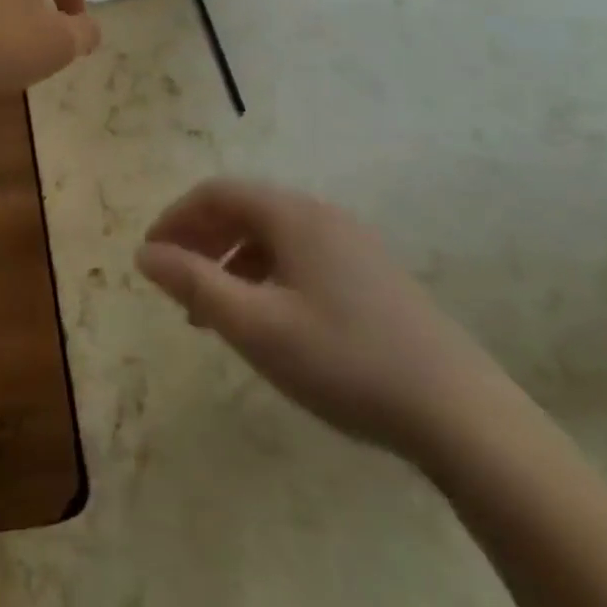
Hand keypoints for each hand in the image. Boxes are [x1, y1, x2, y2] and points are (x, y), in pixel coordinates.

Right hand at [136, 180, 513, 460]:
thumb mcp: (255, 326)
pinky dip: (265, 275)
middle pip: (244, 209)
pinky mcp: (372, 275)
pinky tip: (266, 319)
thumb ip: (194, 284)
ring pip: (272, 236)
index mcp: (292, 215)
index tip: (149, 256)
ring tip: (212, 311)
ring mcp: (352, 244)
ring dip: (231, 260)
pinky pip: (299, 257)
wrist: (461, 413)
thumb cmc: (344, 361)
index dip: (175, 218)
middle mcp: (321, 215)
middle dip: (201, 239)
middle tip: (174, 282)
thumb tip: (145, 254)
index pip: (216, 193)